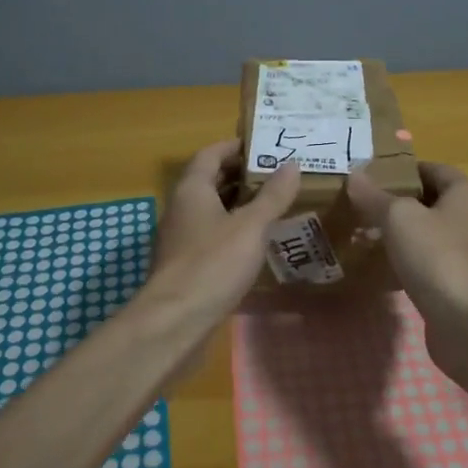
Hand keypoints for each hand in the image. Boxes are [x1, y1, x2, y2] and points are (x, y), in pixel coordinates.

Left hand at [148, 139, 301, 325]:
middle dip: (241, 175)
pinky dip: (232, 229)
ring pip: (210, 209)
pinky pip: (210, 234)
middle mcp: (180, 207)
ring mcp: (180, 237)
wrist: (175, 321)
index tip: (265, 146)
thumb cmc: (213, 263)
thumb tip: (292, 164)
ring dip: (237, 204)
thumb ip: (272, 195)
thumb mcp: (251, 226)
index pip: (211, 153)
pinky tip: (255, 241)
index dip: (236, 147)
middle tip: (276, 174)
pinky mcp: (184, 263)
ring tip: (272, 204)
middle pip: (210, 180)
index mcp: (192, 189)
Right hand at [346, 162, 467, 381]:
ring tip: (365, 234)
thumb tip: (354, 175)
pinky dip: (406, 264)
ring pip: (428, 236)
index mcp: (465, 195)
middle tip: (363, 204)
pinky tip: (379, 269)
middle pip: (431, 203)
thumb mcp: (399, 218)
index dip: (406, 168)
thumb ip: (375, 196)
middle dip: (399, 203)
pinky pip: (427, 266)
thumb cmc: (437, 256)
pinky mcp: (458, 286)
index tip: (374, 174)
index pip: (435, 169)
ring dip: (401, 235)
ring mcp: (467, 256)